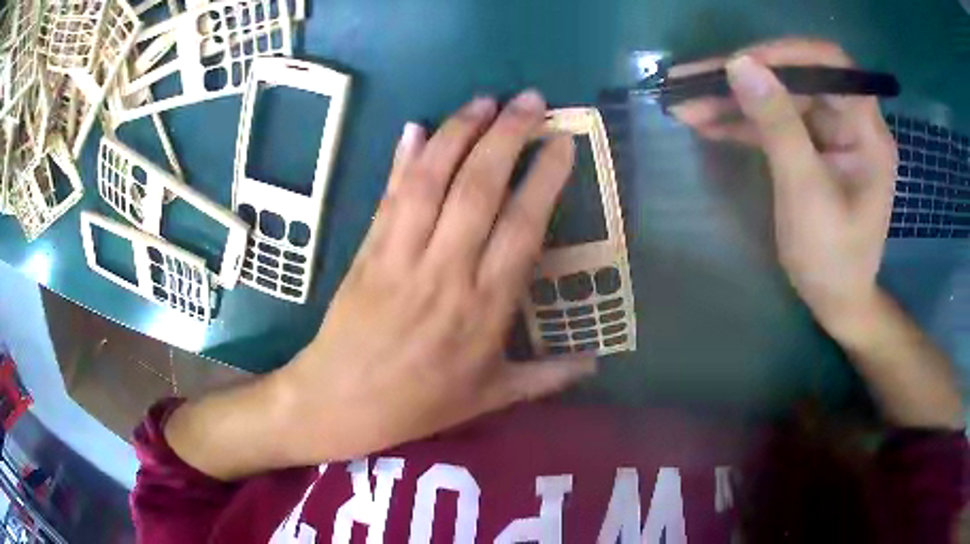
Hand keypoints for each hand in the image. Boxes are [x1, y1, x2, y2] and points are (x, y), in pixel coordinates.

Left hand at [275, 91, 595, 462]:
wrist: (340, 403)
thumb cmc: (418, 404)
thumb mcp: (490, 398)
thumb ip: (546, 377)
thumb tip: (597, 362)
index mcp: (485, 309)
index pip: (523, 226)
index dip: (544, 178)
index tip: (562, 142)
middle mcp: (446, 272)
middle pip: (479, 188)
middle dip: (508, 135)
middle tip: (531, 100)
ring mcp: (400, 256)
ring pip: (432, 180)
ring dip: (459, 133)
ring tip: (484, 100)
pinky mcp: (366, 250)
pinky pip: (389, 196)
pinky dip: (402, 158)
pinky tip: (416, 127)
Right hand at [670, 39, 897, 337]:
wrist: (836, 302)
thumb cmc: (832, 260)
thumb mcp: (806, 195)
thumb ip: (778, 127)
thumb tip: (739, 64)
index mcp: (866, 131)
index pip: (830, 65)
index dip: (785, 54)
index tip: (738, 63)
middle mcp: (850, 122)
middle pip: (796, 78)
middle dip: (745, 77)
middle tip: (691, 81)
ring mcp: (829, 134)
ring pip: (779, 98)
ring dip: (734, 99)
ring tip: (684, 102)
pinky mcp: (811, 148)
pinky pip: (775, 123)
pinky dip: (742, 122)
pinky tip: (707, 123)